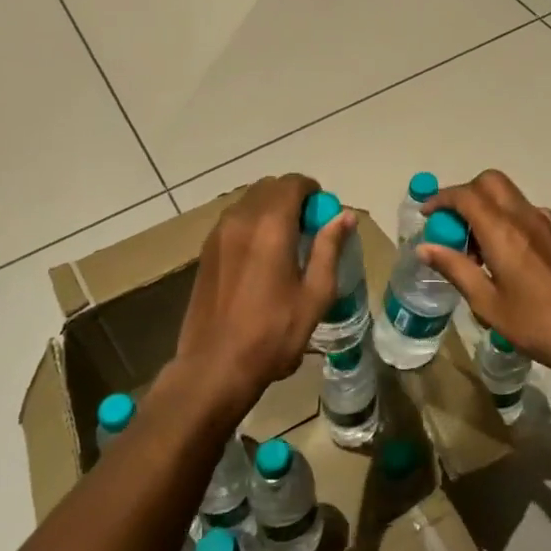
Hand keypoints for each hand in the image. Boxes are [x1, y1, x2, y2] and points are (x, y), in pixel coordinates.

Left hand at [175, 174, 353, 411]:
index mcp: (271, 226)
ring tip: (285, 244)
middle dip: (291, 198)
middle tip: (307, 229)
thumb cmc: (273, 334)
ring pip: (249, 202)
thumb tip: (344, 216)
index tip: (323, 215)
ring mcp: (218, 234)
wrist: (214, 367)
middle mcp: (241, 219)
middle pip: (269, 188)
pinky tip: (260, 258)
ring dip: (270, 210)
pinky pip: (233, 220)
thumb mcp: (315, 294)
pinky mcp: (205, 251)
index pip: (293, 183)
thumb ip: (329, 248)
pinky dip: (251, 224)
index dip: (312, 192)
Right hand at [417, 169, 550, 389]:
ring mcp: (544, 224)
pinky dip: (502, 218)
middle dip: (464, 194)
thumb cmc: (537, 325)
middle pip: (490, 182)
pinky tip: (499, 256)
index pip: (466, 196)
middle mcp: (524, 218)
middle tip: (450, 227)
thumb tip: (425, 247)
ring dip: (484, 207)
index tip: (426, 216)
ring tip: (472, 249)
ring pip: (507, 194)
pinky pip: (522, 211)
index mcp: (504, 232)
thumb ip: (455, 269)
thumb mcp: (487, 303)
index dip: (441, 199)